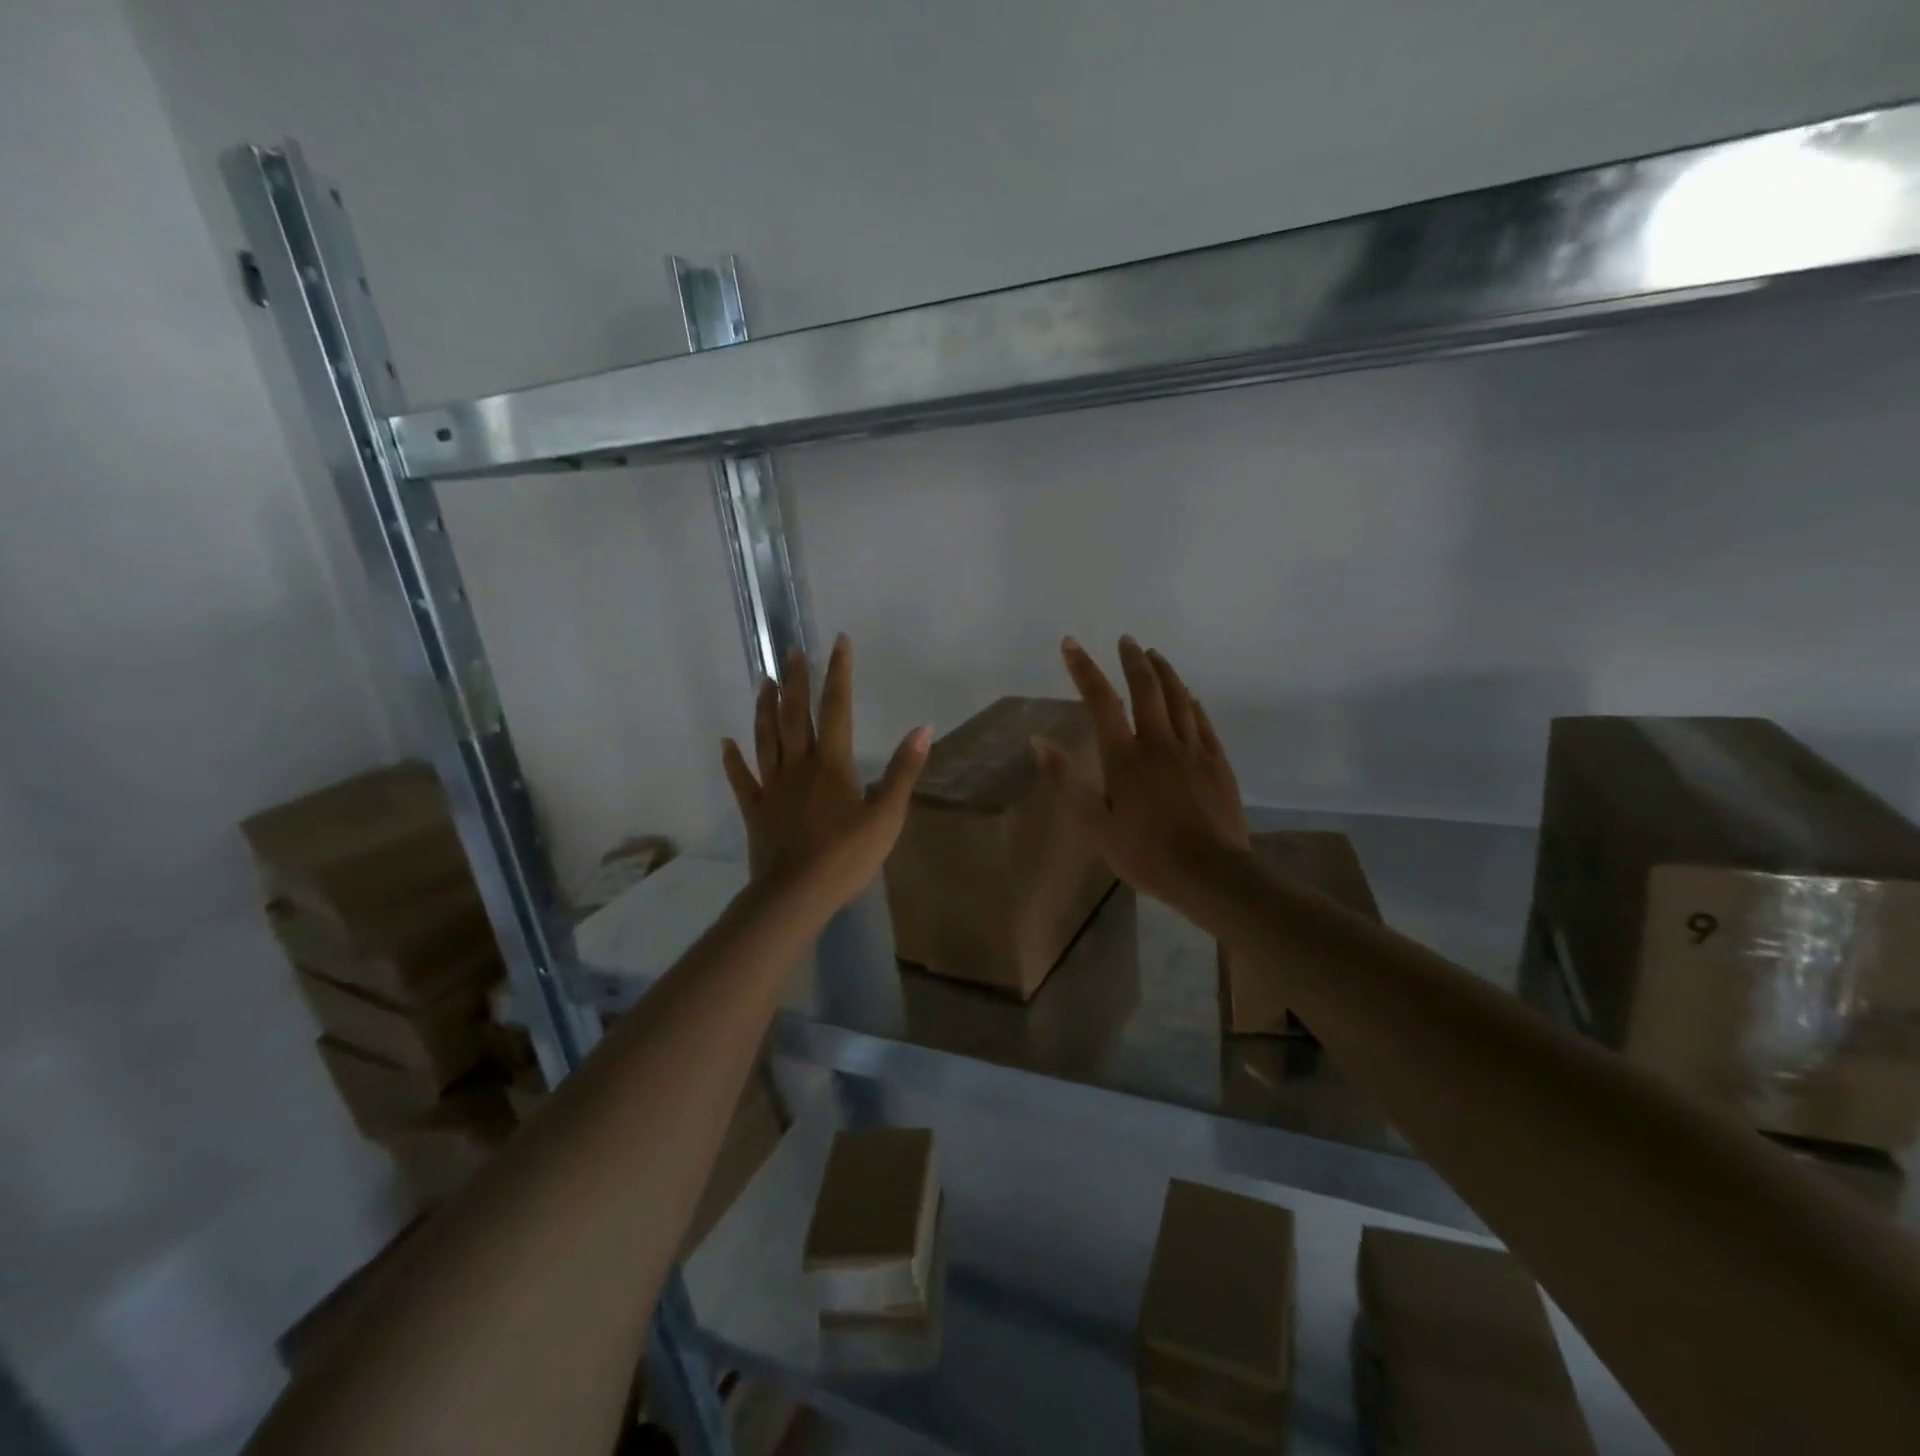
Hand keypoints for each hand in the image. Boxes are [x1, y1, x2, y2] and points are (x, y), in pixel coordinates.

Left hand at [721, 635, 930, 910]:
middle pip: (794, 715)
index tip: (838, 642)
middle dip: (795, 681)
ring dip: (764, 708)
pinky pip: (742, 779)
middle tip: (790, 651)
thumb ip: (903, 771)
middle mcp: (798, 766)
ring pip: (765, 738)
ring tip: (762, 681)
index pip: (837, 708)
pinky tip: (726, 743)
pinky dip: (733, 759)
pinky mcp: (756, 810)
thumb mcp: (887, 816)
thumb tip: (922, 729)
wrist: (795, 895)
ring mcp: (773, 787)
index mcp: (831, 764)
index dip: (838, 673)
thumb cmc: (846, 857)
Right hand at [1034, 636, 1249, 914]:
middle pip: (1146, 690)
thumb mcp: (1094, 823)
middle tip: (1126, 640)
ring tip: (1155, 656)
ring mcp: (1192, 751)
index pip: (1101, 702)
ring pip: (1179, 699)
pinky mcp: (1217, 764)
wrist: (1210, 873)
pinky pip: (1202, 722)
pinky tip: (1190, 696)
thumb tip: (1038, 741)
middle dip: (1133, 661)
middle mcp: (1159, 743)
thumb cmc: (1145, 853)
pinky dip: (1192, 703)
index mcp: (1125, 757)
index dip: (1084, 670)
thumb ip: (1067, 779)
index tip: (1071, 644)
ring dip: (1165, 673)